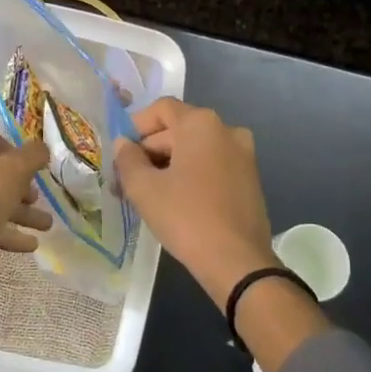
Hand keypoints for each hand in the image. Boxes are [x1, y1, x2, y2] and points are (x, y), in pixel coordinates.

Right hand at [114, 98, 329, 371]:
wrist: (237, 262)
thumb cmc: (186, 216)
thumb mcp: (144, 188)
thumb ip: (127, 159)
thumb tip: (124, 144)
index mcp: (201, 124)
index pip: (161, 109)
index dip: (136, 126)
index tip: (120, 153)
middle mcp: (227, 130)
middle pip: (178, 129)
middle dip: (149, 151)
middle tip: (126, 180)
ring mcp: (243, 155)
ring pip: (195, 150)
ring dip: (168, 165)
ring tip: (146, 194)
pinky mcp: (250, 179)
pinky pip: (212, 166)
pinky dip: (190, 175)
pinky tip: (174, 202)